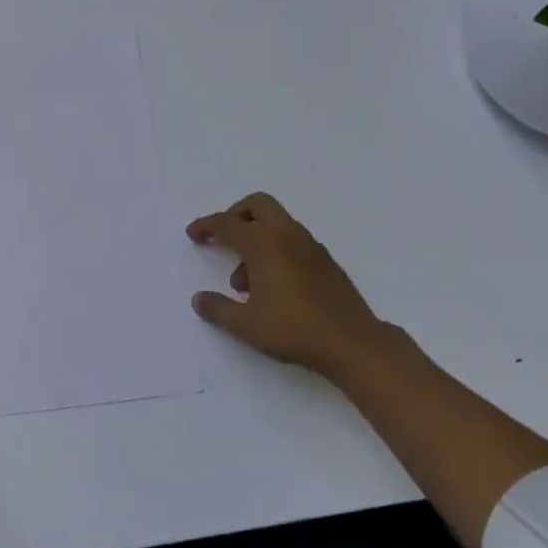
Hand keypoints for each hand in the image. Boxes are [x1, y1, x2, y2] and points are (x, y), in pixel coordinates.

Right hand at [187, 192, 390, 377]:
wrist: (353, 343)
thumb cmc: (293, 329)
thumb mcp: (246, 324)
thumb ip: (218, 309)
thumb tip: (199, 299)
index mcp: (264, 243)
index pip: (227, 224)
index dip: (206, 226)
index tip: (193, 234)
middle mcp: (287, 235)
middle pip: (258, 205)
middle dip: (236, 215)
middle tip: (223, 237)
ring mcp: (310, 246)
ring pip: (276, 224)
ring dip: (256, 239)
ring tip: (245, 283)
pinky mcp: (326, 261)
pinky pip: (292, 241)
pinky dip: (275, 250)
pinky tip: (273, 287)